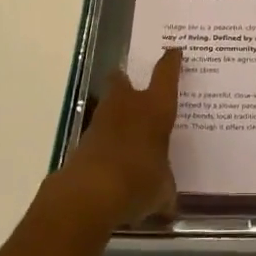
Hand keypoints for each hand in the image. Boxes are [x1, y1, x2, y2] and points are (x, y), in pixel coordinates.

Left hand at [63, 47, 181, 225]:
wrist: (90, 193)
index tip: (173, 52)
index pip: (166, 74)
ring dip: (115, 111)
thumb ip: (165, 191)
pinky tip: (114, 157)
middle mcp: (128, 105)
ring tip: (126, 126)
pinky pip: (98, 133)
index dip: (171, 62)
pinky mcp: (82, 141)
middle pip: (123, 79)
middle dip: (127, 80)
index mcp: (155, 108)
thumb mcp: (162, 190)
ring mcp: (101, 121)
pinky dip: (105, 140)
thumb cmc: (139, 180)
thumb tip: (168, 203)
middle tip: (135, 86)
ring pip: (108, 104)